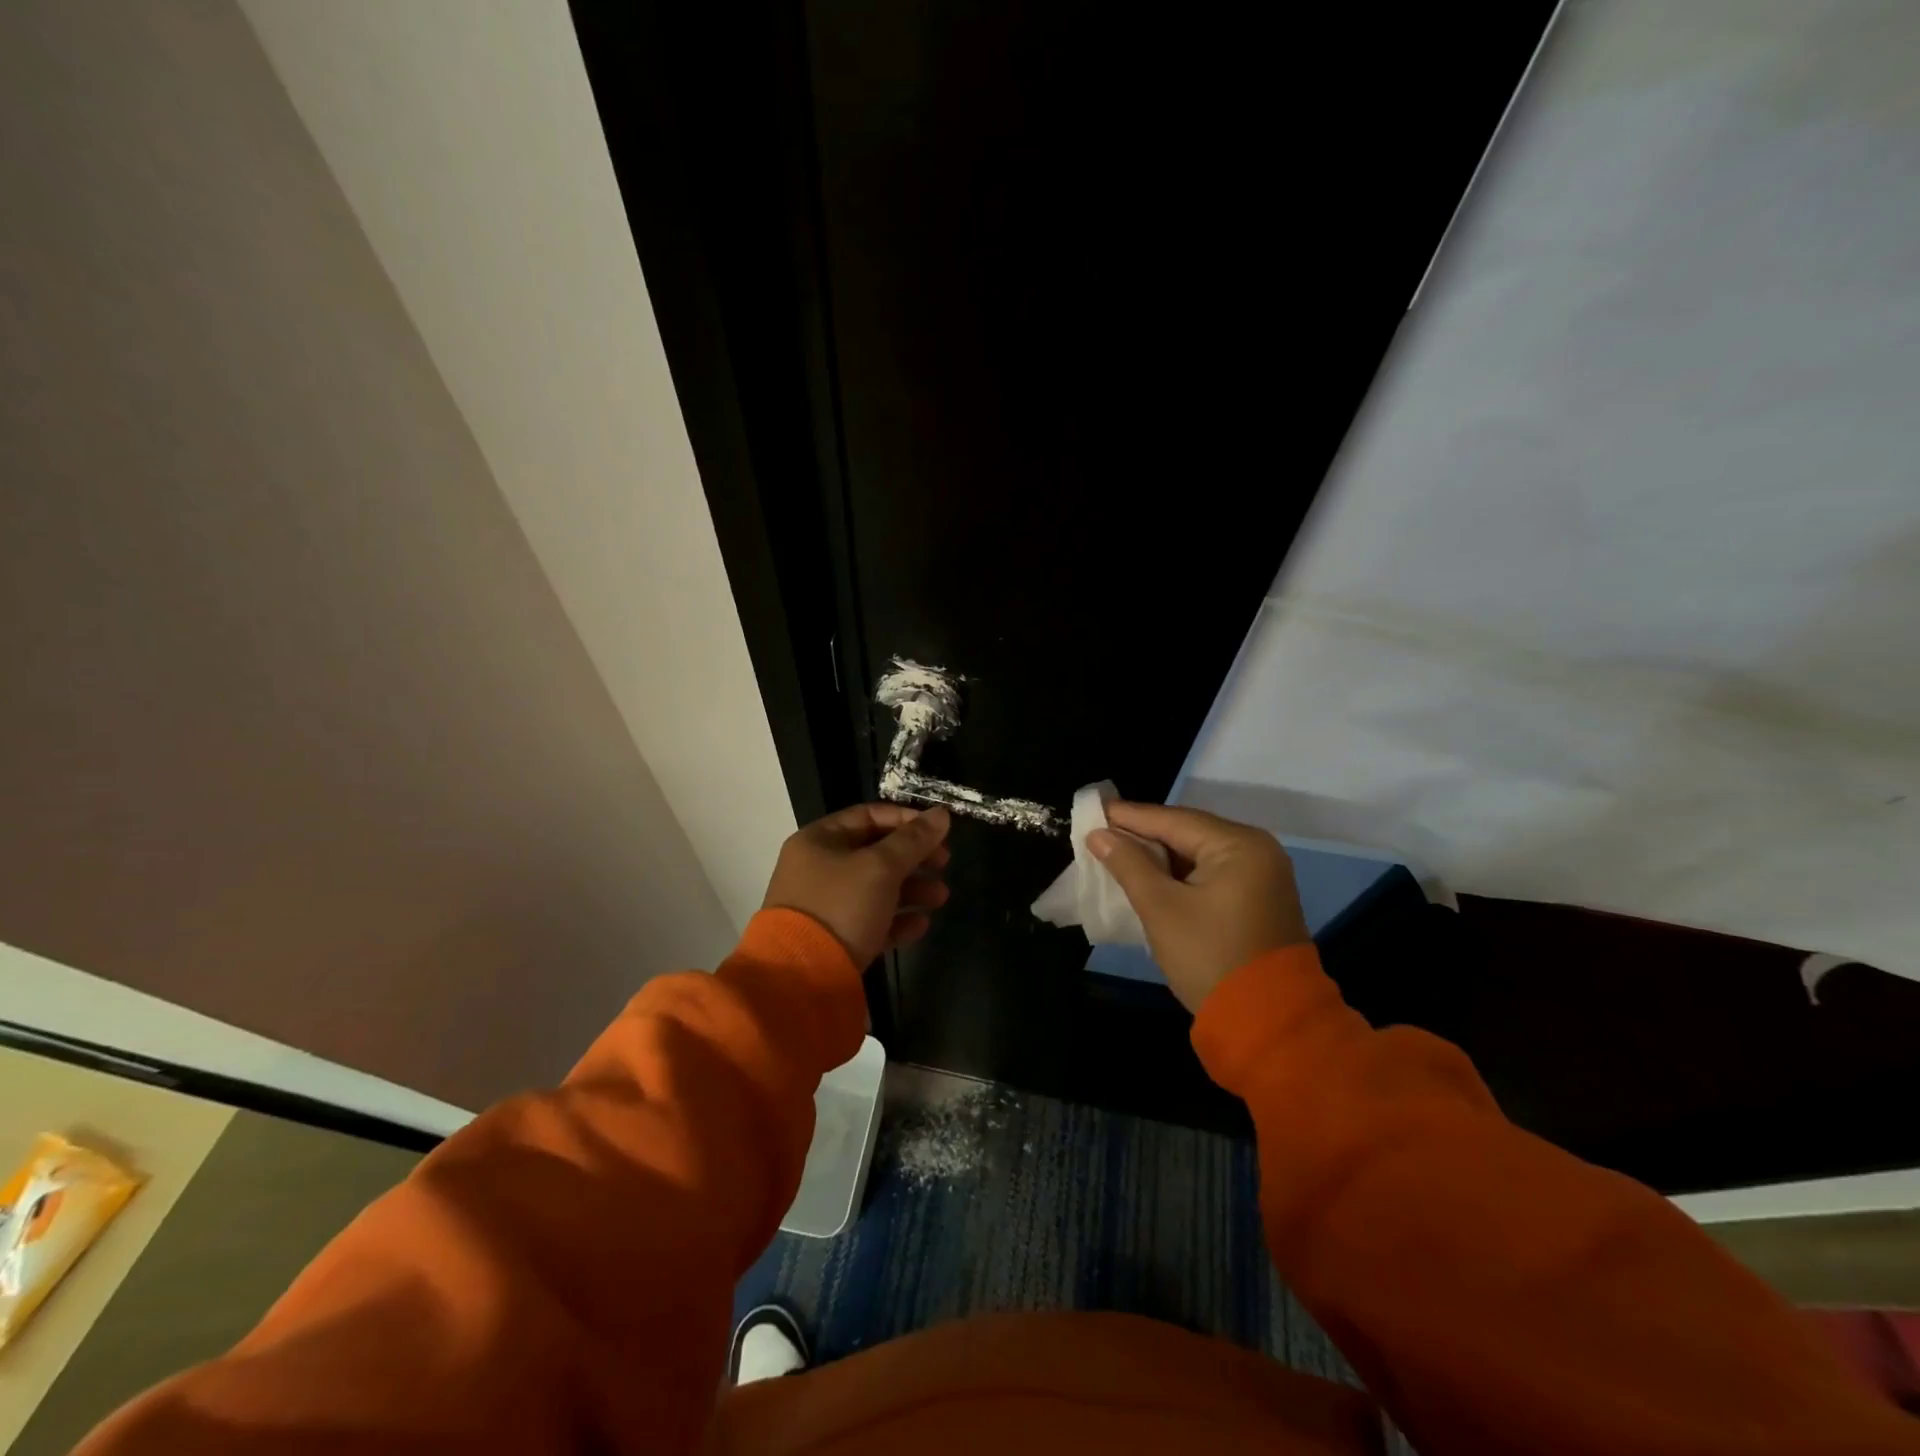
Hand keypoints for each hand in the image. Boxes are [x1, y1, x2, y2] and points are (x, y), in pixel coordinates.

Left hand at [762, 804, 952, 967]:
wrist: (801, 976)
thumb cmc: (841, 906)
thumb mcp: (881, 867)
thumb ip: (914, 840)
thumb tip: (942, 814)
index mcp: (820, 840)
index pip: (869, 815)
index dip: (906, 819)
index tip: (938, 830)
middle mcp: (819, 867)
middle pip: (875, 852)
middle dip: (914, 858)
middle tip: (945, 863)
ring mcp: (824, 905)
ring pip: (876, 888)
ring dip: (912, 889)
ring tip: (941, 897)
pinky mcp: (834, 938)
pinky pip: (870, 920)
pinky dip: (897, 919)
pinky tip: (921, 925)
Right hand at [1088, 803, 1307, 1012]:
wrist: (1267, 1024)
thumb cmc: (1210, 957)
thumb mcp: (1161, 909)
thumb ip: (1129, 865)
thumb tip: (1099, 835)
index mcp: (1239, 845)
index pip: (1174, 820)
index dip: (1129, 816)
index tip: (1093, 809)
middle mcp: (1257, 851)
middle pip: (1188, 833)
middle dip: (1143, 835)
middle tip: (1100, 831)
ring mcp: (1262, 877)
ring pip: (1198, 854)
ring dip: (1159, 856)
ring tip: (1116, 852)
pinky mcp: (1258, 901)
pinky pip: (1211, 874)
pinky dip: (1179, 874)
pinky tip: (1149, 876)